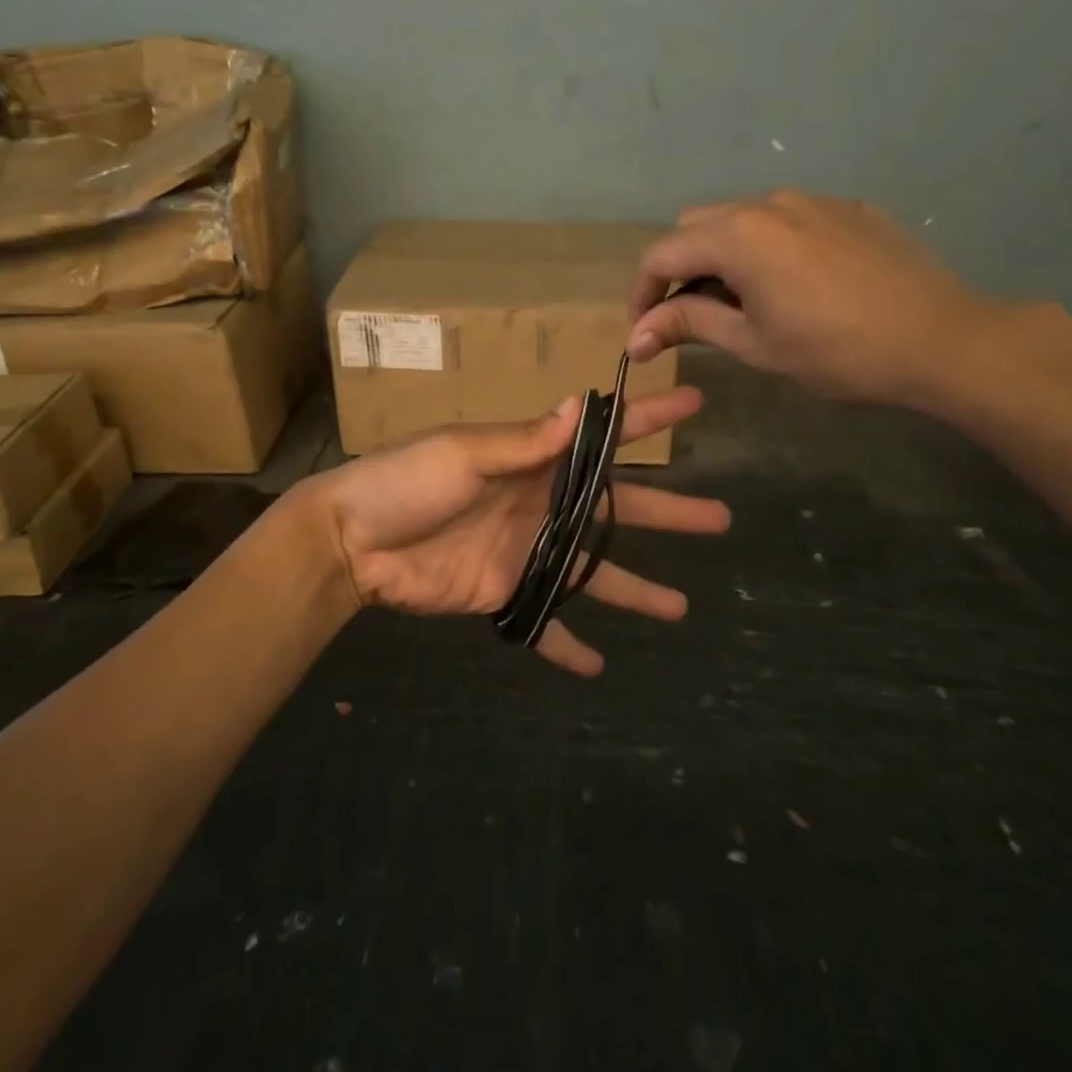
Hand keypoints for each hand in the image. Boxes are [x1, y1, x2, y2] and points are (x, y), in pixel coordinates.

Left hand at [304, 388, 729, 675]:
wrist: (352, 539)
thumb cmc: (407, 482)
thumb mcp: (464, 453)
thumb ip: (523, 441)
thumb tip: (580, 405)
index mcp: (533, 461)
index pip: (602, 438)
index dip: (647, 420)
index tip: (693, 404)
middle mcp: (540, 504)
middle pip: (617, 509)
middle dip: (667, 511)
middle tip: (719, 518)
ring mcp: (526, 552)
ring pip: (594, 570)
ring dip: (635, 588)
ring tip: (682, 609)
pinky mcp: (503, 594)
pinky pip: (543, 623)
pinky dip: (565, 644)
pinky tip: (596, 666)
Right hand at [625, 191, 1007, 407]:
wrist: (942, 340)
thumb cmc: (836, 350)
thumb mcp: (753, 343)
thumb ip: (689, 325)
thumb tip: (636, 336)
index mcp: (737, 235)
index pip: (661, 254)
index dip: (642, 294)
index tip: (645, 332)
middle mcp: (768, 203)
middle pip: (696, 227)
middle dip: (681, 270)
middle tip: (693, 317)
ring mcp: (813, 200)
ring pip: (742, 219)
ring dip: (724, 256)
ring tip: (745, 302)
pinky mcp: (848, 209)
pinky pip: (787, 220)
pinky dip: (769, 247)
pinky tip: (796, 285)